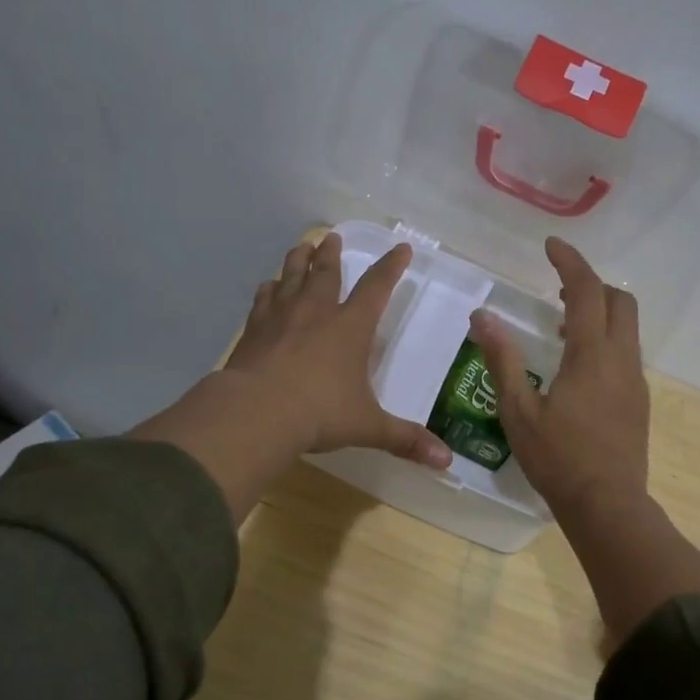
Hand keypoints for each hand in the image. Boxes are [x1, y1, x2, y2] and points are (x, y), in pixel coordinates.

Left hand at [225, 233, 452, 467]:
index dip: (391, 267)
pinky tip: (267, 287)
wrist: (256, 412)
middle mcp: (316, 312)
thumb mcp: (368, 427)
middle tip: (332, 237)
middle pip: (325, 272)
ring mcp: (281, 318)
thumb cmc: (319, 413)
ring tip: (301, 246)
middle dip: (332, 253)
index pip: (377, 287)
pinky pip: (262, 301)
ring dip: (298, 260)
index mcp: (350, 327)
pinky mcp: (253, 331)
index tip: (401, 248)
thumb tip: (446, 462)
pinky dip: (268, 290)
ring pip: (290, 277)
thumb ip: (406, 440)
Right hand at [468, 238, 648, 517]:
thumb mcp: (519, 410)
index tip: (551, 246)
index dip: (570, 262)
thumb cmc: (558, 458)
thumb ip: (502, 359)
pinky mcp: (639, 400)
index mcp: (592, 355)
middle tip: (559, 290)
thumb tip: (482, 317)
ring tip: (563, 328)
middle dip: (592, 284)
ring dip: (600, 313)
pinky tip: (578, 367)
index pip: (587, 291)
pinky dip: (606, 339)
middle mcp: (621, 359)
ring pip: (627, 327)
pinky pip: (627, 352)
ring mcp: (635, 380)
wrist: (607, 504)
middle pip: (620, 301)